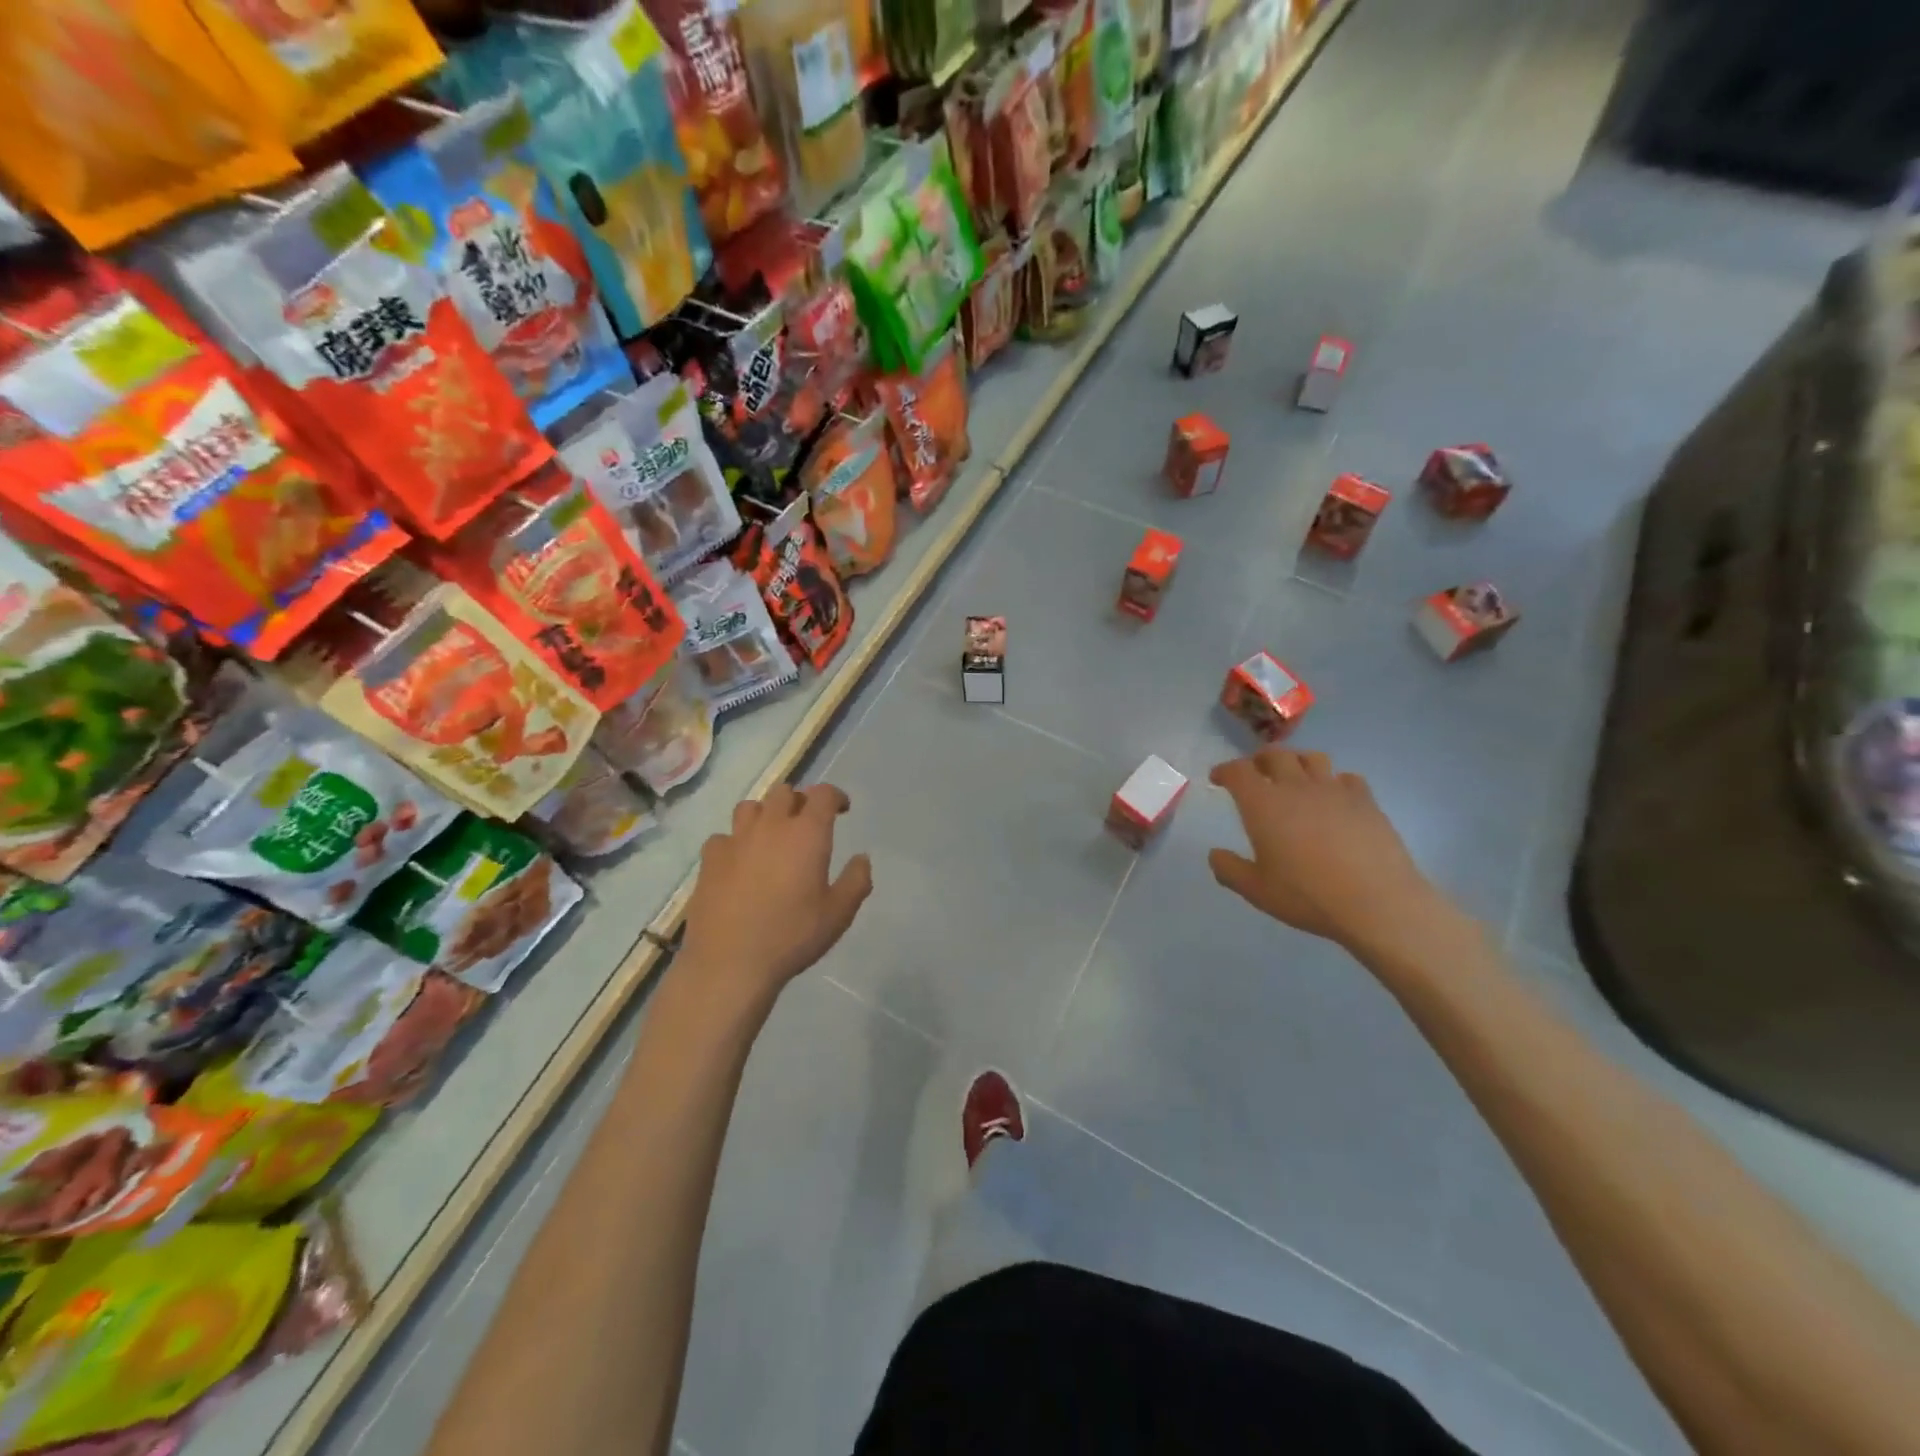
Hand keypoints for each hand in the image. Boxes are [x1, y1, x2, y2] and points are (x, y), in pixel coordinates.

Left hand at [679, 783, 872, 1011]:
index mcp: (807, 834)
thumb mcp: (838, 914)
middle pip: (784, 792)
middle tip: (806, 824)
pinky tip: (739, 862)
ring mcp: (735, 840)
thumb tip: (862, 858)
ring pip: (750, 807)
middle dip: (799, 801)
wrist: (730, 963)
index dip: (835, 796)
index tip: (841, 809)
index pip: (822, 794)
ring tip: (771, 836)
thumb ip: (856, 881)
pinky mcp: (709, 859)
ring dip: (765, 814)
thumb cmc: (792, 936)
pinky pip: (724, 837)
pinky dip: (735, 842)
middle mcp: (771, 826)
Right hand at [1207, 749, 1442, 955]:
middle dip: (1259, 759)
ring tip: (1294, 777)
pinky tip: (1334, 798)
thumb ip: (1230, 870)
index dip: (1225, 770)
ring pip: (1312, 759)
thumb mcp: (1257, 891)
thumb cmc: (1308, 896)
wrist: (1377, 903)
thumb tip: (1215, 855)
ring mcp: (1335, 791)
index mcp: (1263, 805)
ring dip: (1297, 762)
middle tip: (1254, 772)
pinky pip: (1347, 778)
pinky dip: (1334, 782)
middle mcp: (1296, 788)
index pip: (1238, 771)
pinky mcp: (1366, 801)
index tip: (1219, 778)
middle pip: (1275, 755)